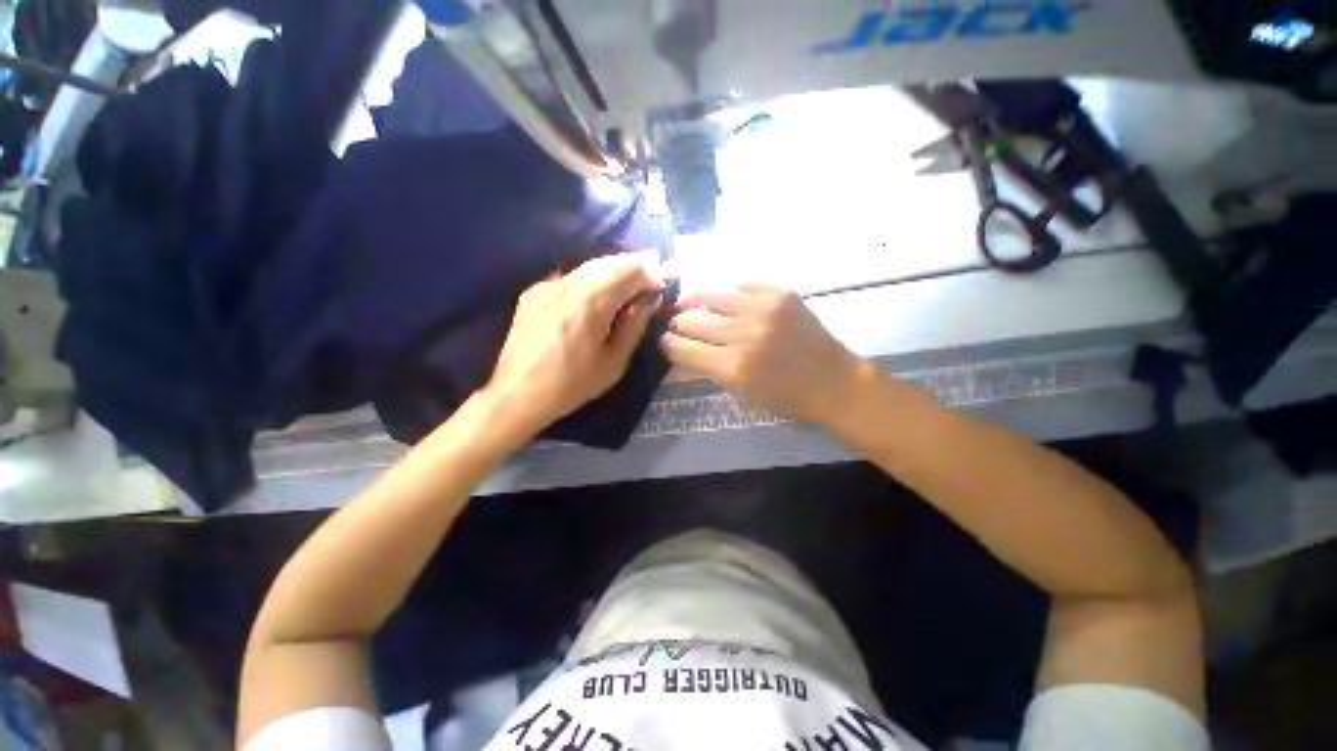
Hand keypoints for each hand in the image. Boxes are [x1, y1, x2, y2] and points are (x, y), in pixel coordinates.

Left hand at [485, 254, 664, 436]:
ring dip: (613, 270)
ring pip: (589, 267)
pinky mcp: (534, 292)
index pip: (629, 272)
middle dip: (634, 265)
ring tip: (631, 276)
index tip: (662, 284)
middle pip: (609, 262)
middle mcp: (569, 283)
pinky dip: (592, 278)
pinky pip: (571, 277)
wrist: (518, 393)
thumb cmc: (572, 384)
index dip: (650, 274)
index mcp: (591, 301)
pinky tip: (599, 289)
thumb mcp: (614, 362)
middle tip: (653, 269)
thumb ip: (634, 326)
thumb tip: (647, 301)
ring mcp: (548, 285)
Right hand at [660, 283, 865, 424]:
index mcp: (733, 367)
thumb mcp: (742, 394)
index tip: (665, 341)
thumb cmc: (787, 398)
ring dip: (695, 300)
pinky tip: (726, 297)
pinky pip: (743, 283)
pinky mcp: (781, 293)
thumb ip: (710, 370)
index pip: (683, 348)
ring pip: (712, 295)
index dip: (668, 344)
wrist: (834, 382)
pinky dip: (730, 291)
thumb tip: (684, 351)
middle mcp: (743, 334)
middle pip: (692, 320)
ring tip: (689, 302)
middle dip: (678, 323)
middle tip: (676, 323)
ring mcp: (763, 309)